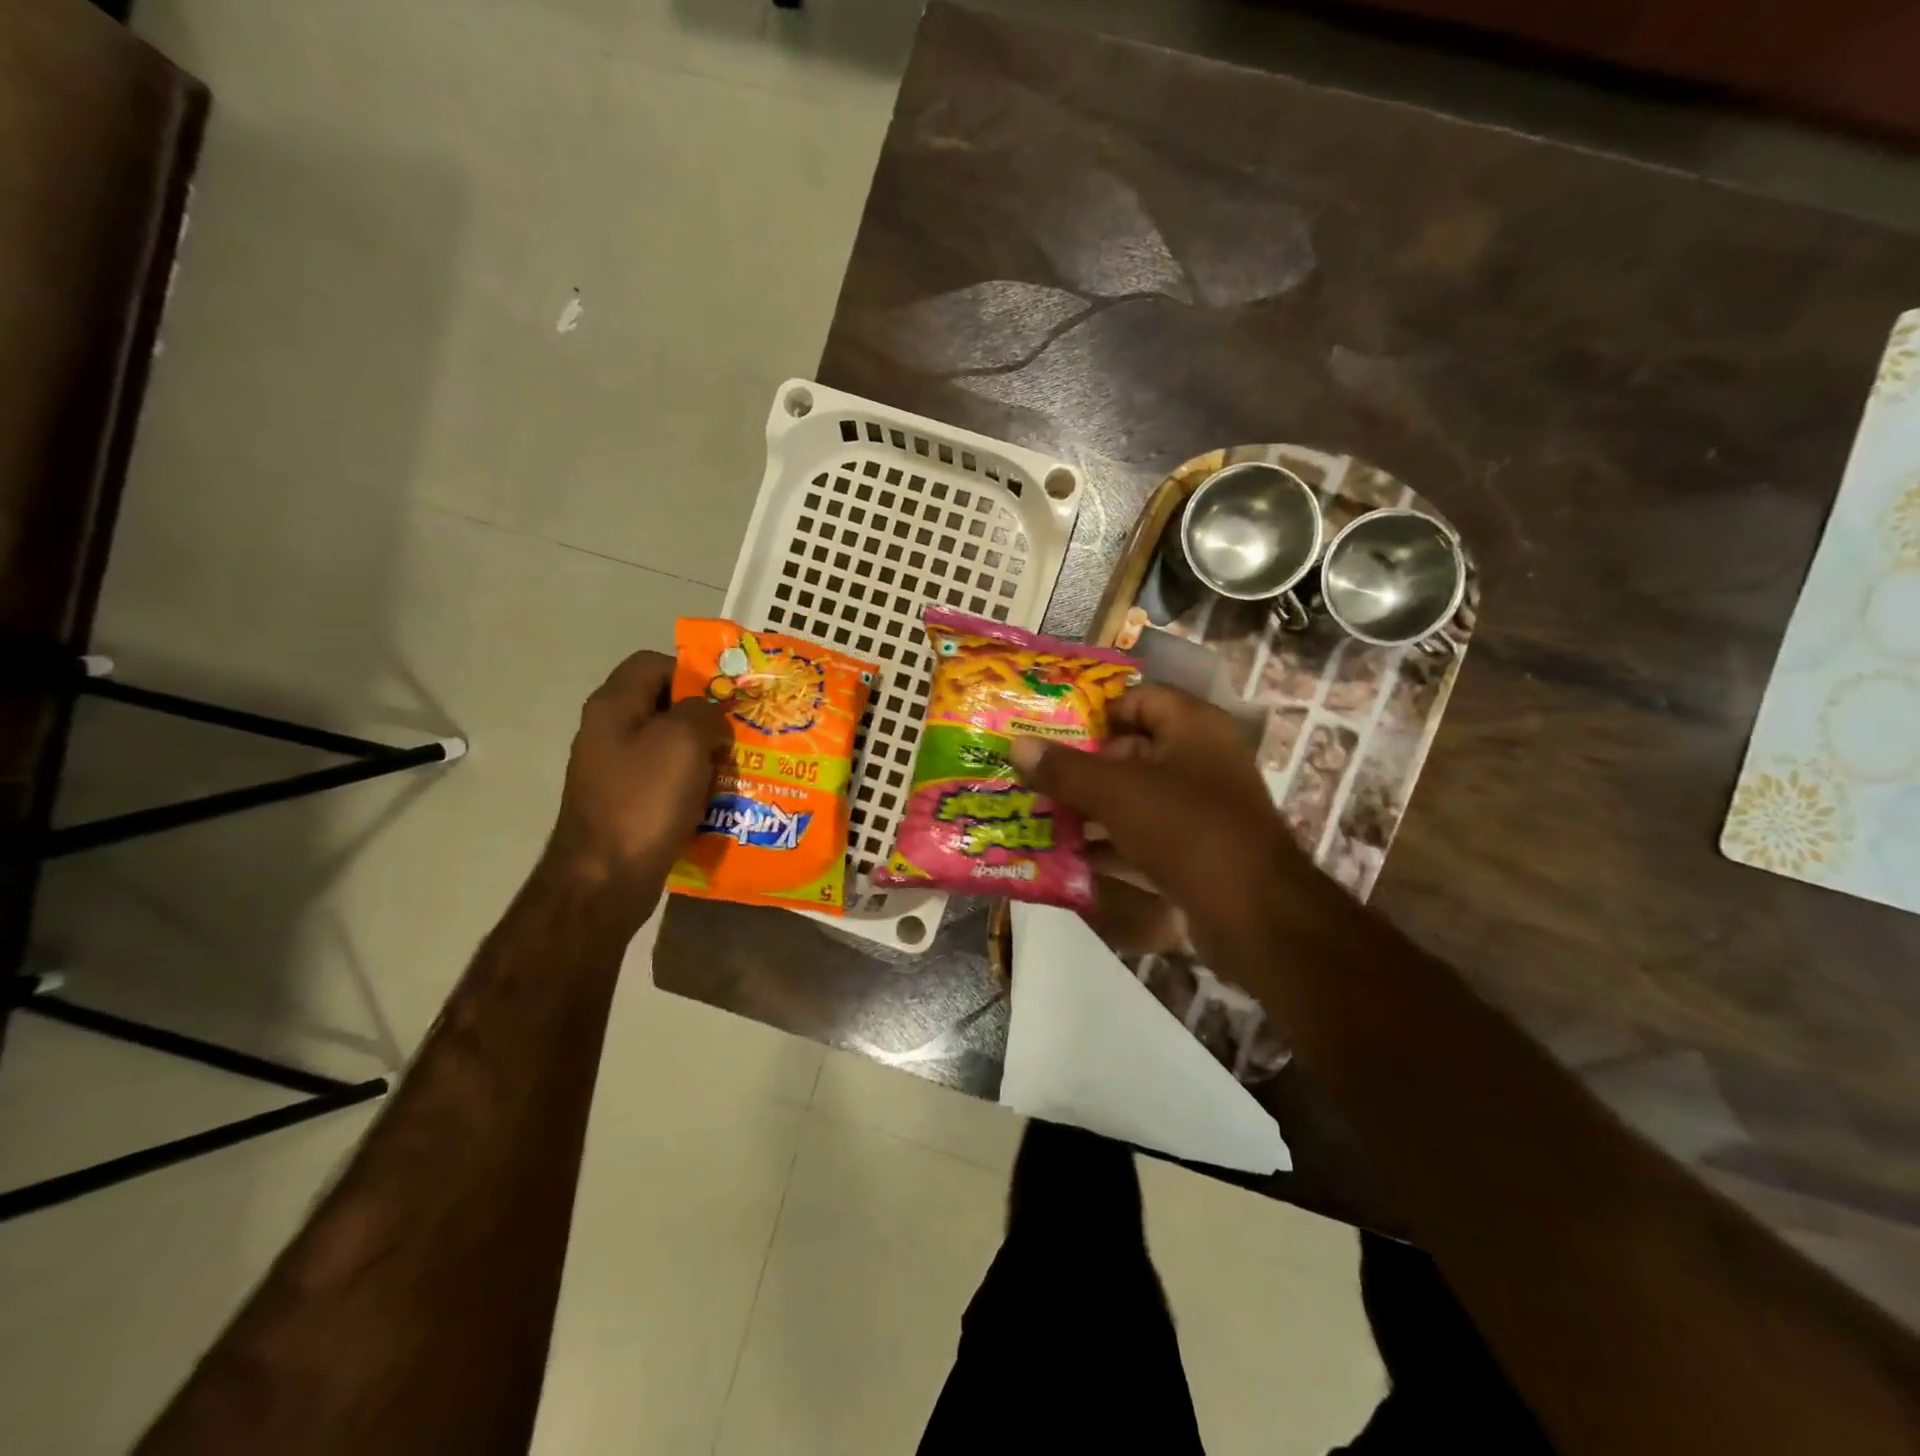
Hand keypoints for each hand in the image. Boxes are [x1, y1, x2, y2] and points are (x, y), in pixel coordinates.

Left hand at [541, 650, 722, 921]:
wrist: (605, 879)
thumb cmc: (644, 800)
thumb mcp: (684, 740)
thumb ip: (704, 712)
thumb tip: (710, 718)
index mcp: (614, 706)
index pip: (653, 663)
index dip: (691, 673)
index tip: (725, 698)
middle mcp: (609, 732)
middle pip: (664, 707)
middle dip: (705, 719)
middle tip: (738, 736)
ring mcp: (616, 771)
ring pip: (670, 747)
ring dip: (704, 756)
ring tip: (734, 771)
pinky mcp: (627, 804)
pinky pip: (667, 782)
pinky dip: (693, 787)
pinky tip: (716, 801)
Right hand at [1008, 685, 1316, 959]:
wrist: (1254, 915)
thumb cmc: (1186, 830)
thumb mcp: (1117, 793)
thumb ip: (1065, 768)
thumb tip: (1017, 745)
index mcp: (1194, 727)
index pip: (1139, 699)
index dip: (1094, 712)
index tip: (1049, 730)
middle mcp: (1202, 759)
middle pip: (1132, 749)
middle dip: (1082, 765)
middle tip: (1035, 776)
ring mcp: (1202, 807)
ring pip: (1136, 795)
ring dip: (1091, 806)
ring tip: (1040, 814)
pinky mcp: (1198, 849)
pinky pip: (1146, 834)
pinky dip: (1112, 841)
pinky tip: (1070, 856)